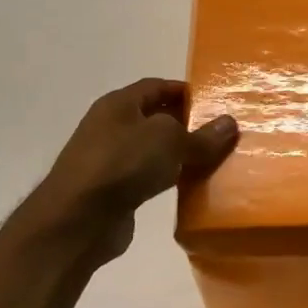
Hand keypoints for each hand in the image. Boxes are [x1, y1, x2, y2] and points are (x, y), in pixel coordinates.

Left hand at [7, 78, 238, 269]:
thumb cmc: (122, 164)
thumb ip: (201, 135)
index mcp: (119, 104)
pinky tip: (190, 185)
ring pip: (154, 149)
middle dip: (187, 123)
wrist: (77, 221)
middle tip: (220, 132)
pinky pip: (149, 176)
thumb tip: (230, 123)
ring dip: (180, 153)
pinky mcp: (114, 190)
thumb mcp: (169, 141)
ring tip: (213, 158)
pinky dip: (169, 177)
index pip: (157, 86)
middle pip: (156, 117)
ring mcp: (110, 160)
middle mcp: (111, 127)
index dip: (186, 91)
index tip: (216, 102)